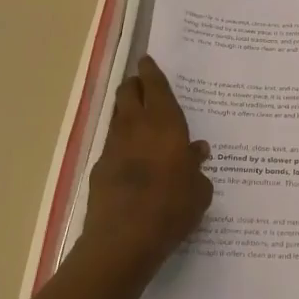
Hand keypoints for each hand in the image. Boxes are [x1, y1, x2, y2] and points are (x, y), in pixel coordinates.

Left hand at [80, 56, 212, 271]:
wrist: (124, 238)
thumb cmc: (172, 208)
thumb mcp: (199, 190)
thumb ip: (197, 167)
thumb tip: (196, 151)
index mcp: (164, 123)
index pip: (155, 86)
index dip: (151, 71)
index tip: (147, 60)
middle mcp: (136, 126)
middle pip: (129, 92)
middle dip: (135, 84)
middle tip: (144, 86)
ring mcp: (113, 146)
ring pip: (118, 116)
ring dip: (127, 111)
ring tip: (140, 120)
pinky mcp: (99, 168)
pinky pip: (113, 144)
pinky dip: (122, 143)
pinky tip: (132, 158)